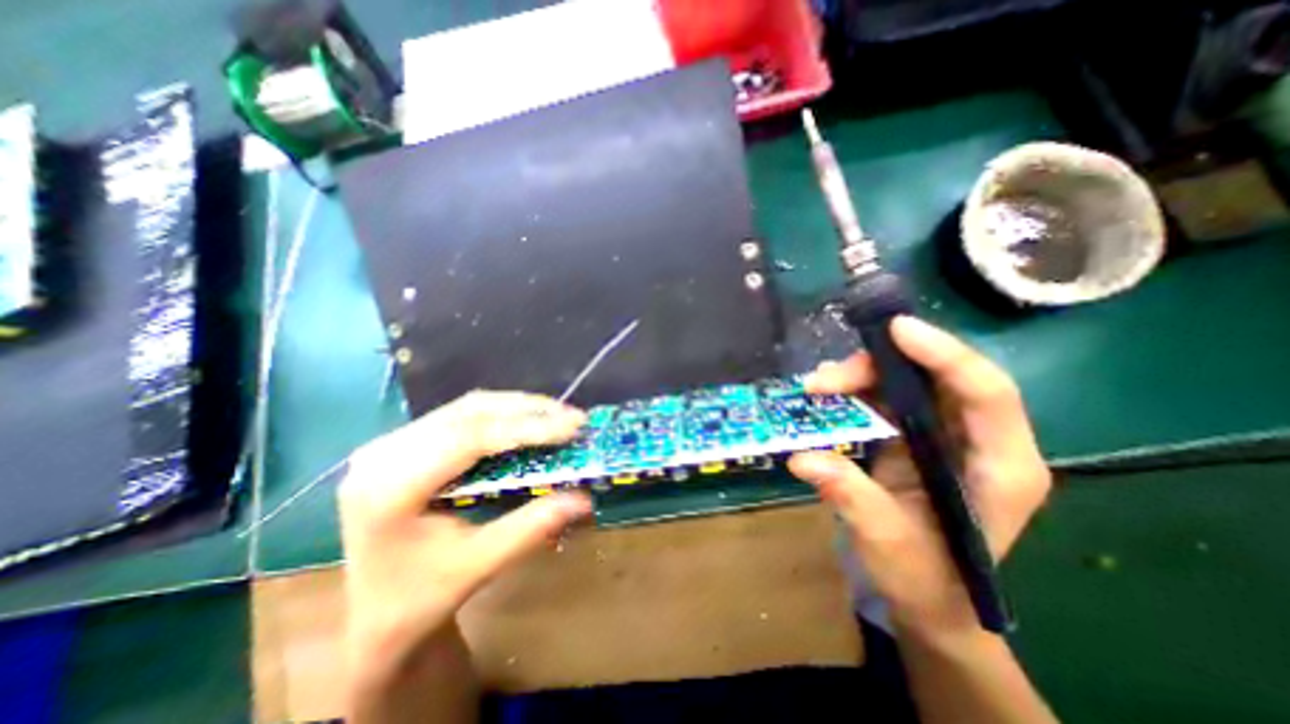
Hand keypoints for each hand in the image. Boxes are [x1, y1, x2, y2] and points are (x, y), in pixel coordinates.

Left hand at [333, 389, 592, 672]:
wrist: (366, 620)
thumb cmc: (417, 601)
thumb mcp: (477, 566)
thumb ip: (532, 527)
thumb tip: (584, 498)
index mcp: (390, 488)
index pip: (470, 438)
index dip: (528, 427)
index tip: (574, 425)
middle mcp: (384, 453)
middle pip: (470, 412)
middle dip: (529, 410)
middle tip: (574, 418)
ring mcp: (390, 444)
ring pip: (468, 407)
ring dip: (518, 408)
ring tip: (558, 417)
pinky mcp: (403, 443)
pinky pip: (461, 416)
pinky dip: (501, 415)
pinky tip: (527, 422)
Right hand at [787, 316, 1044, 639]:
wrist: (927, 598)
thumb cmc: (923, 577)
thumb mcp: (887, 542)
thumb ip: (850, 496)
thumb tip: (802, 459)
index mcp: (1000, 468)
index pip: (986, 393)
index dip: (944, 355)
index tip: (894, 330)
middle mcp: (980, 440)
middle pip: (939, 377)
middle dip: (880, 366)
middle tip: (825, 379)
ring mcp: (947, 435)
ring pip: (910, 381)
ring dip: (862, 375)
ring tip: (817, 385)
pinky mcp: (918, 436)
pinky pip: (890, 396)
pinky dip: (858, 388)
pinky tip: (829, 391)